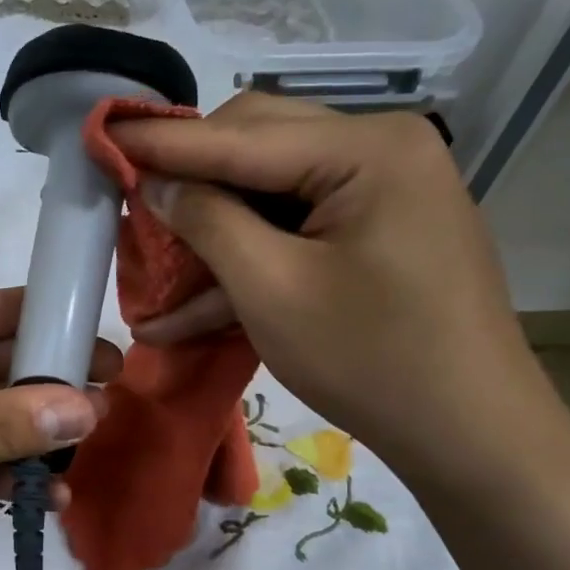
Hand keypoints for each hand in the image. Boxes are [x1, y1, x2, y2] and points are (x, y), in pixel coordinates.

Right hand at [111, 94, 569, 499]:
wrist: (470, 434)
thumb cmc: (371, 359)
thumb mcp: (272, 289)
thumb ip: (207, 222)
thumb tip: (155, 182)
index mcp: (367, 149)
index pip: (240, 136)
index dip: (163, 143)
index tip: (100, 135)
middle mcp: (378, 152)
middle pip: (256, 150)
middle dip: (188, 183)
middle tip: (129, 206)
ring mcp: (379, 194)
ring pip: (267, 194)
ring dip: (209, 233)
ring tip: (147, 265)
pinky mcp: (372, 235)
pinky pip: (292, 232)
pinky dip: (246, 265)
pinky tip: (186, 311)